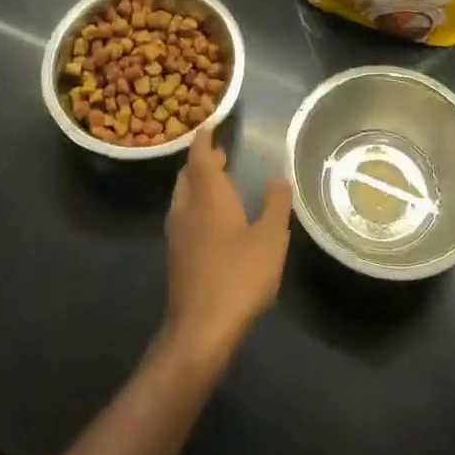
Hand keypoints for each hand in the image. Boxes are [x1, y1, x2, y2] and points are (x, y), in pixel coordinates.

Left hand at [162, 128, 292, 364]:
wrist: (200, 330)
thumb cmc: (239, 276)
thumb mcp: (271, 239)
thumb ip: (276, 205)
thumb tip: (279, 178)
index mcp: (208, 196)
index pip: (201, 156)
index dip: (205, 139)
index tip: (210, 125)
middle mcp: (187, 208)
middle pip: (188, 175)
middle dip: (202, 162)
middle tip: (221, 155)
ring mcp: (177, 234)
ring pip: (182, 197)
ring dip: (196, 185)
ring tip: (218, 185)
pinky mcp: (175, 257)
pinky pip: (182, 218)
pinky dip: (194, 208)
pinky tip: (211, 223)